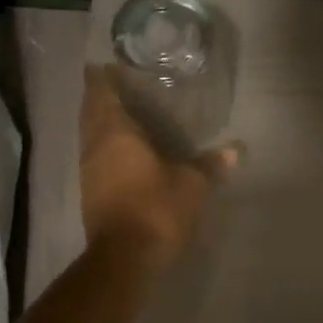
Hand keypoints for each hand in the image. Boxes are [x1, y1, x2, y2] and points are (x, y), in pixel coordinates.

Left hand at [80, 66, 238, 266]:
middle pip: (90, 112)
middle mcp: (94, 146)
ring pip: (89, 136)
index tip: (108, 64)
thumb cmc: (156, 209)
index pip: (100, 92)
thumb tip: (235, 150)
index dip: (102, 76)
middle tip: (119, 86)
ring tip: (121, 115)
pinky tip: (121, 153)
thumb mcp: (192, 185)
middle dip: (99, 97)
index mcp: (115, 132)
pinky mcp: (89, 194)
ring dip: (100, 124)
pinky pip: (94, 159)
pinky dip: (104, 148)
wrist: (124, 258)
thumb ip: (210, 164)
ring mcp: (87, 171)